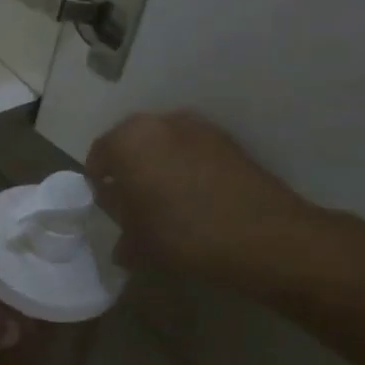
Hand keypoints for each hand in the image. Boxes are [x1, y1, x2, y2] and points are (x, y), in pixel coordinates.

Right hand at [86, 112, 319, 281]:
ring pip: (164, 146)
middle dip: (129, 171)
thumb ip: (122, 232)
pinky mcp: (229, 141)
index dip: (99, 185)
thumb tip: (122, 239)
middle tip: (135, 205)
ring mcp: (198, 127)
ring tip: (169, 203)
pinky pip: (193, 152)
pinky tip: (197, 200)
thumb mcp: (138, 243)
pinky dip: (188, 169)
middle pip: (131, 145)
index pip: (98, 157)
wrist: (266, 237)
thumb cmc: (184, 235)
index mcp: (127, 140)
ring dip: (160, 168)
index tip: (109, 210)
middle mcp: (159, 122)